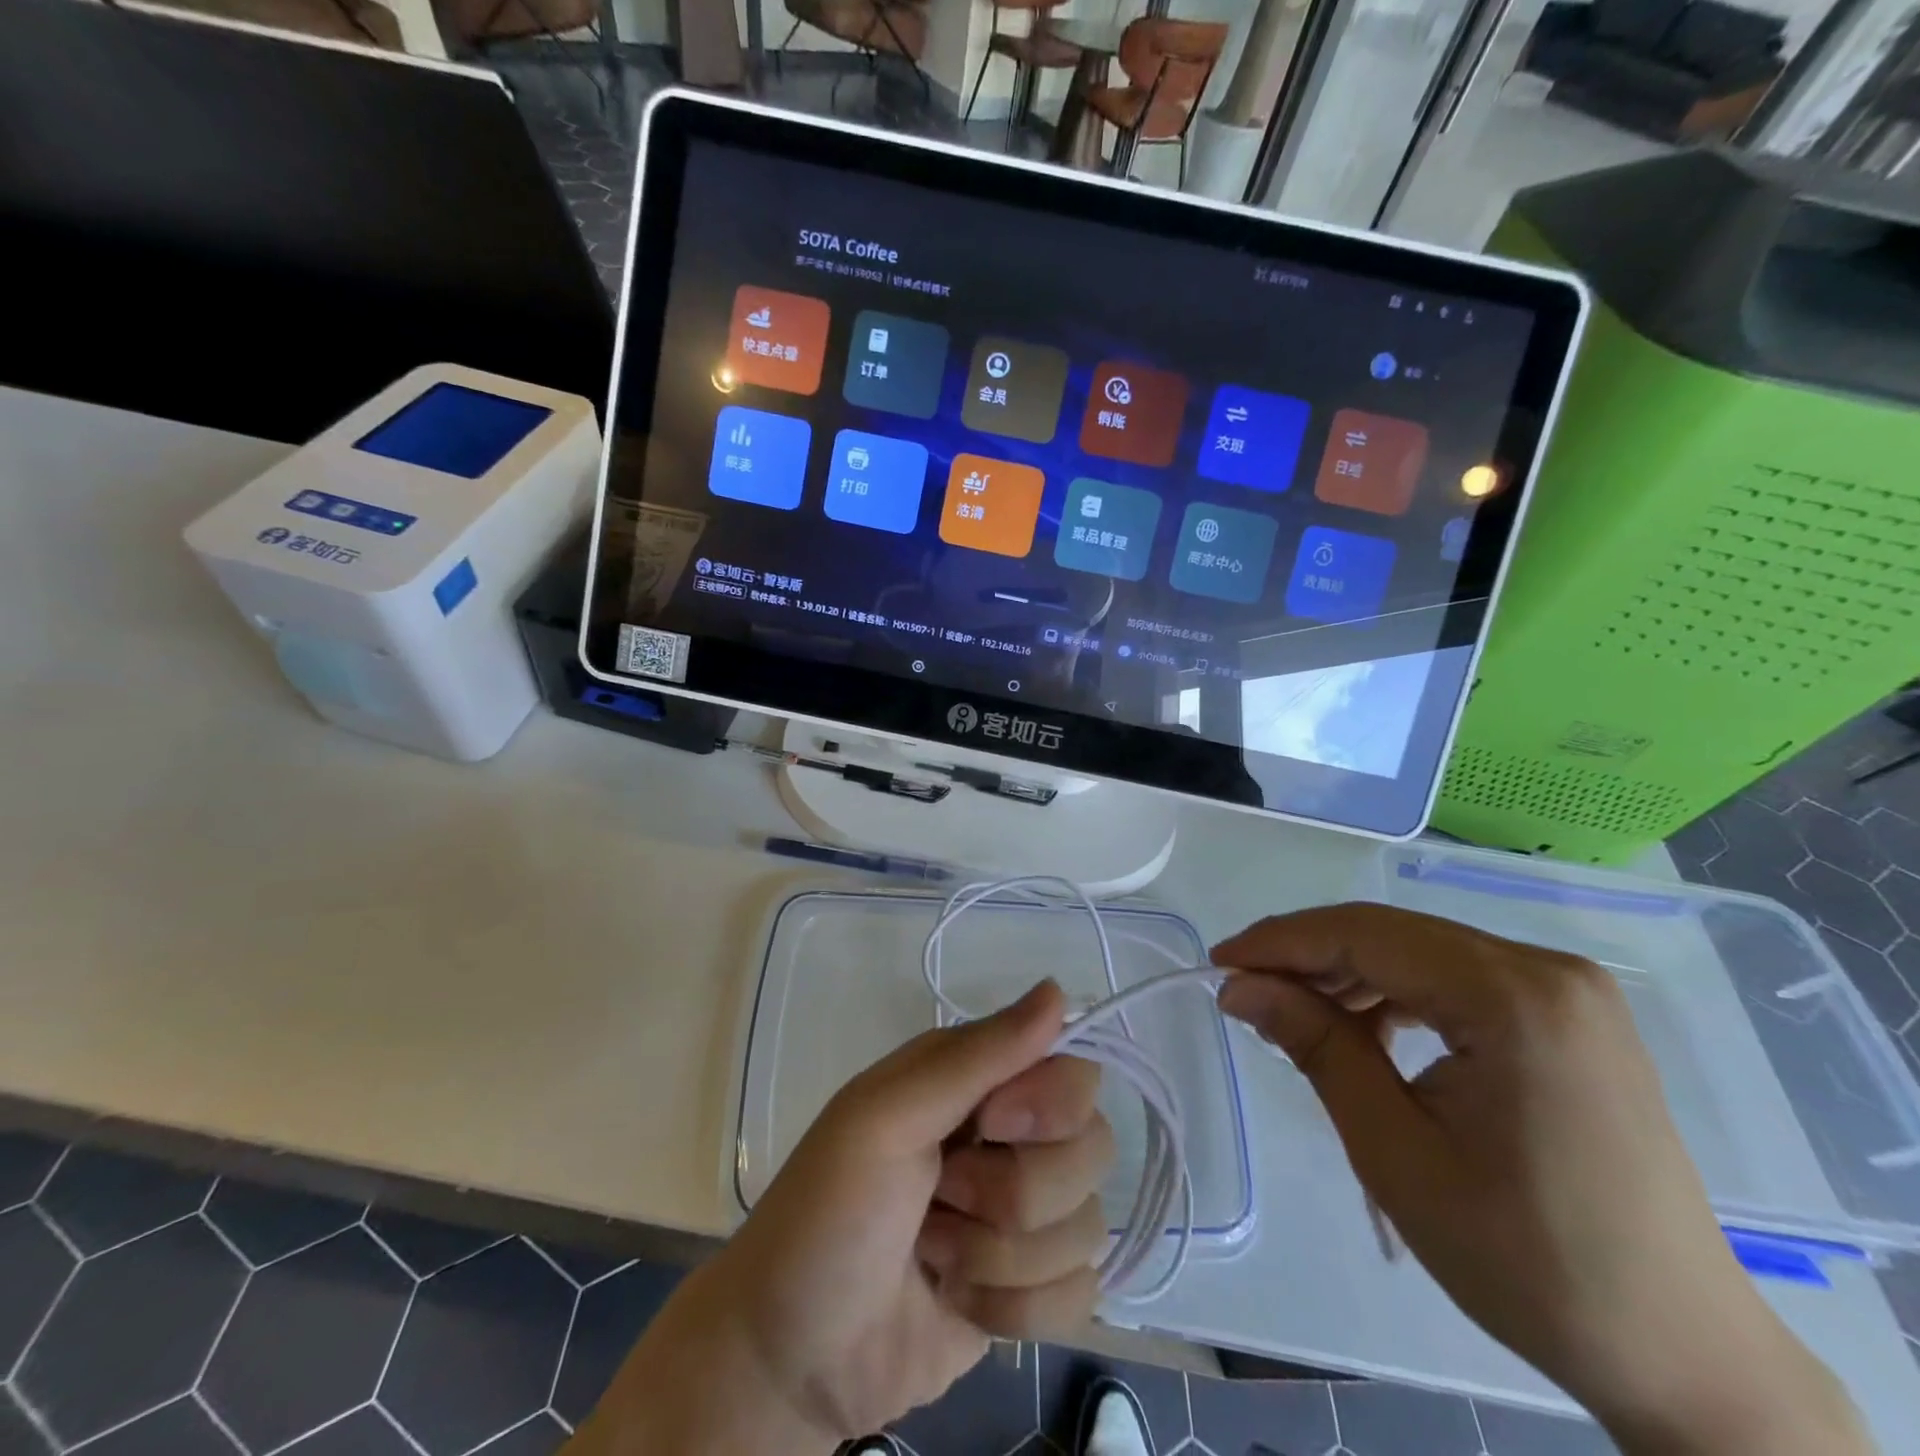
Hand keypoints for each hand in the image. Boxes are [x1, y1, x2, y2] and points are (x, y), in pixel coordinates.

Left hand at [566, 981, 1112, 1454]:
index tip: (992, 1126)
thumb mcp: (886, 1117)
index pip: (1073, 1069)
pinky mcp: (1031, 1287)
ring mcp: (1025, 1216)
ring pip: (1086, 1225)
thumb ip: (977, 1056)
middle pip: (1091, 1148)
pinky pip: (1080, 1292)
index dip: (1048, 1104)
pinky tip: (960, 1301)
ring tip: (934, 1252)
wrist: (791, 1356)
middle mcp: (1011, 1136)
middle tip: (942, 1195)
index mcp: (977, 1079)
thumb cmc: (828, 1213)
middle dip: (1014, 1192)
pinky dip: (1015, 1308)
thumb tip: (1058, 989)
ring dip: (1001, 1256)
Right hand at [1213, 904, 1870, 1455]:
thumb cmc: (1526, 1259)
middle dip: (1309, 957)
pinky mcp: (1568, 1015)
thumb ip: (1315, 1045)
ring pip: (1420, 952)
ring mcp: (1566, 990)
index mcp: (1515, 997)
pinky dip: (1397, 994)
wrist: (1680, 1353)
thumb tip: (1239, 985)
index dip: (1280, 942)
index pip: (1365, 935)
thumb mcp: (1395, 1150)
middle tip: (1242, 989)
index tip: (1217, 964)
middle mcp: (1547, 969)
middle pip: (1392, 935)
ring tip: (1293, 1015)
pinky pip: (1456, 979)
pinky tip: (1363, 1030)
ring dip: (1349, 975)